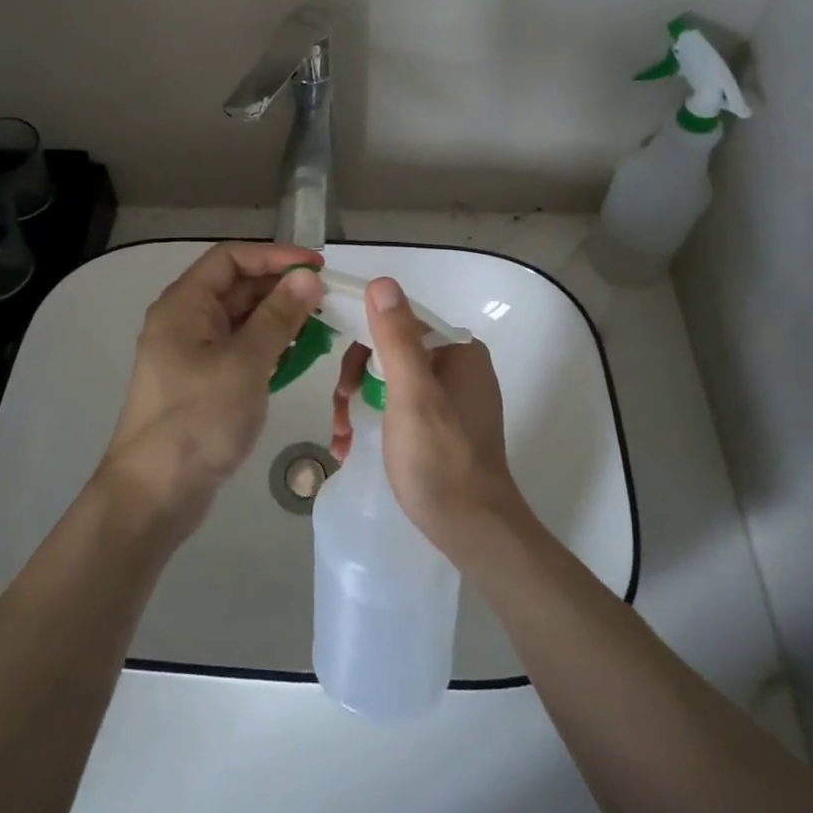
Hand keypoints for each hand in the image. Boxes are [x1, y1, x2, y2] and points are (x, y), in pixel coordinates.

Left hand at [102, 243, 324, 534]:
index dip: (275, 256)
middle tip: (328, 300)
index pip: (231, 258)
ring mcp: (193, 353)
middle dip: (282, 289)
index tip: (318, 266)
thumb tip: (308, 277)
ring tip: (321, 327)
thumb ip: (278, 316)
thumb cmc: (198, 420)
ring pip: (242, 320)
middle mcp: (186, 321)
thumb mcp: (245, 363)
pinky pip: (240, 350)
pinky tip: (297, 357)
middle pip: (237, 287)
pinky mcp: (203, 382)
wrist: (154, 494)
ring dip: (279, 319)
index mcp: (184, 305)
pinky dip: (268, 348)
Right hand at [328, 277, 521, 561]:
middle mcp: (459, 366)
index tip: (341, 380)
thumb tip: (381, 282)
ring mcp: (452, 398)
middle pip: (391, 352)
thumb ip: (396, 338)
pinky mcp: (443, 426)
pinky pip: (400, 407)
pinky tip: (351, 446)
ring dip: (358, 404)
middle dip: (357, 380)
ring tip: (340, 437)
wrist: (473, 531)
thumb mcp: (412, 394)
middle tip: (338, 411)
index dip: (362, 345)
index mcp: (458, 351)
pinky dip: (374, 421)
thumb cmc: (440, 459)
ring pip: (390, 381)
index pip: (398, 323)